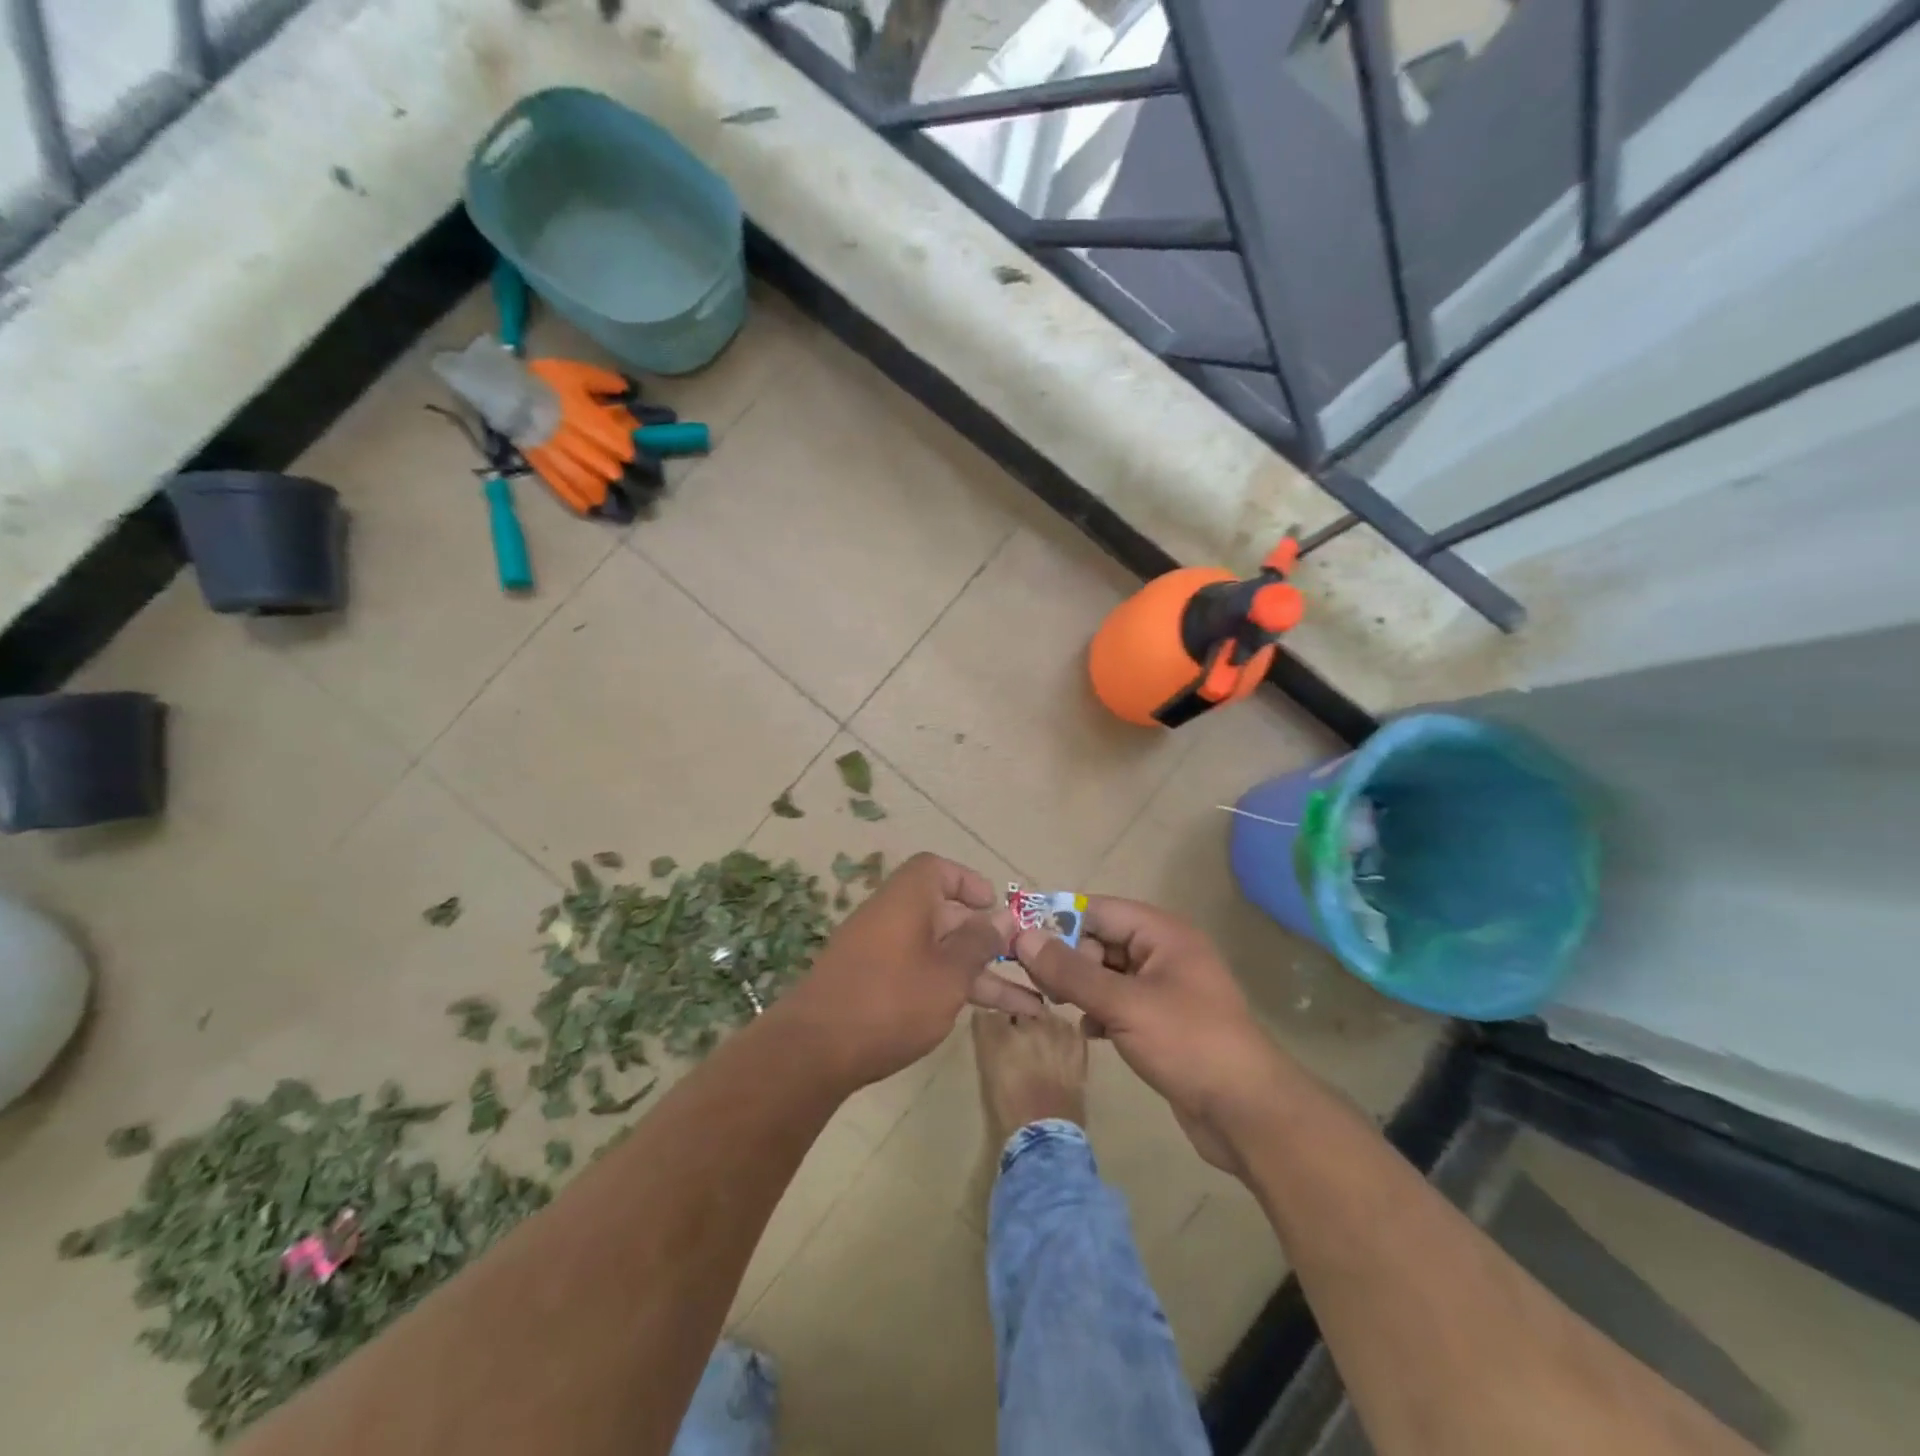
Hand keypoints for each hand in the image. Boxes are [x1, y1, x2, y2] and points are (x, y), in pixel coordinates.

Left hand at [782, 853, 1042, 1089]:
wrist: (813, 1051)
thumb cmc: (891, 1000)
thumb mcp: (948, 974)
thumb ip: (978, 944)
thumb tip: (1001, 919)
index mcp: (907, 899)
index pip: (936, 869)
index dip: (968, 882)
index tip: (994, 905)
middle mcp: (892, 918)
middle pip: (945, 915)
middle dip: (987, 939)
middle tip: (1025, 962)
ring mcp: (880, 954)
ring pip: (939, 953)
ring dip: (980, 974)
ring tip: (1030, 1005)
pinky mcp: (872, 986)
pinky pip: (922, 975)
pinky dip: (951, 988)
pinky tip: (982, 1015)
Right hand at [1012, 898, 1285, 1174]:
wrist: (1247, 1113)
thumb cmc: (1188, 1043)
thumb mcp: (1124, 1004)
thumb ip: (1071, 972)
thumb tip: (1023, 937)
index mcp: (1163, 933)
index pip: (1099, 910)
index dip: (1059, 920)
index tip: (1020, 938)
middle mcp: (1165, 952)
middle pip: (1102, 940)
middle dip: (1068, 958)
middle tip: (1039, 983)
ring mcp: (1166, 988)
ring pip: (1109, 973)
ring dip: (1081, 986)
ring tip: (1056, 1005)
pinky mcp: (1164, 1022)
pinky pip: (1120, 1002)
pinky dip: (1100, 1011)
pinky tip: (1089, 1031)